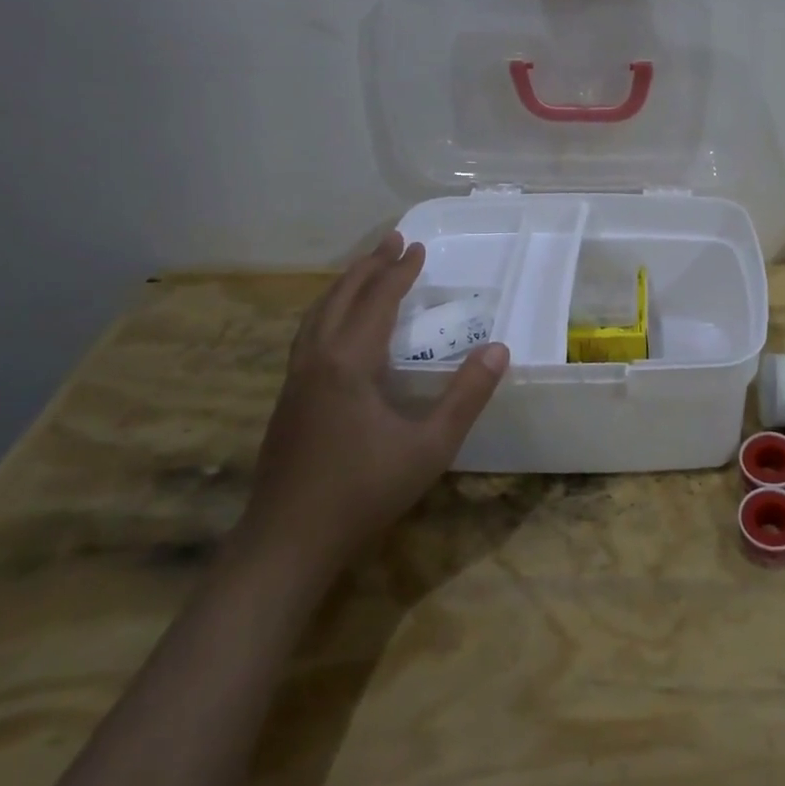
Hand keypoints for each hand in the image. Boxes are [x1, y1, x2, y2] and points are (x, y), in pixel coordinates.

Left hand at [235, 232, 509, 583]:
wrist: (286, 544)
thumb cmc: (363, 492)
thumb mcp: (430, 446)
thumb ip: (466, 396)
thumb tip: (498, 349)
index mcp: (348, 363)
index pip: (377, 301)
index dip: (399, 272)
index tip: (418, 247)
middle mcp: (316, 360)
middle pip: (341, 298)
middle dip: (368, 267)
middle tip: (392, 241)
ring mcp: (295, 381)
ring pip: (316, 315)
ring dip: (343, 286)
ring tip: (364, 270)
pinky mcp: (287, 401)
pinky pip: (308, 335)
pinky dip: (328, 312)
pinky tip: (337, 327)